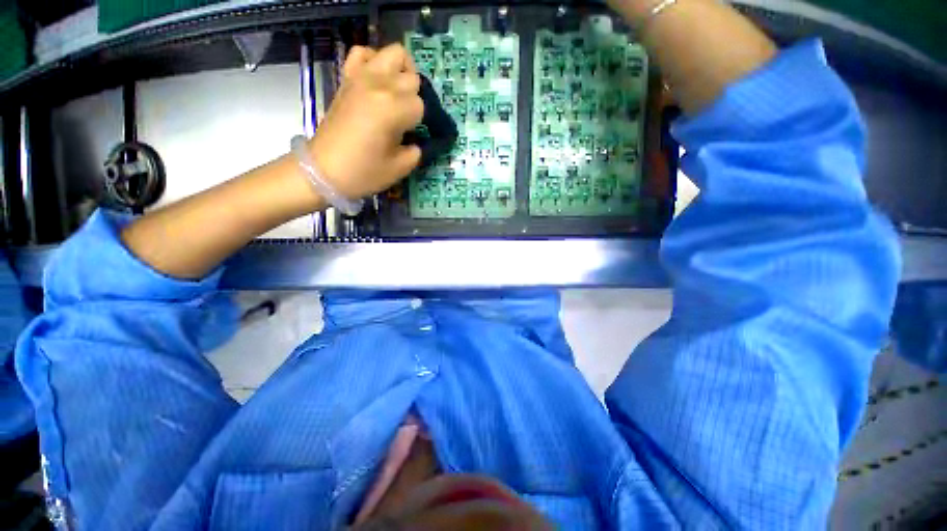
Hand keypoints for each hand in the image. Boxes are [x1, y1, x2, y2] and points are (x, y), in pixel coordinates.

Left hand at [309, 44, 424, 199]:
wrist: (323, 170)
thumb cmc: (364, 172)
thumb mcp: (399, 168)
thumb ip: (415, 151)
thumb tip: (415, 141)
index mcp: (393, 108)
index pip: (420, 105)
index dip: (419, 122)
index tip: (410, 135)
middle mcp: (379, 85)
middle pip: (411, 78)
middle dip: (414, 98)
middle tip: (405, 119)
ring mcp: (361, 77)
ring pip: (393, 53)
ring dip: (402, 71)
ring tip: (398, 93)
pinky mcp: (347, 78)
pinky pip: (362, 53)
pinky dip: (374, 60)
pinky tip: (377, 79)